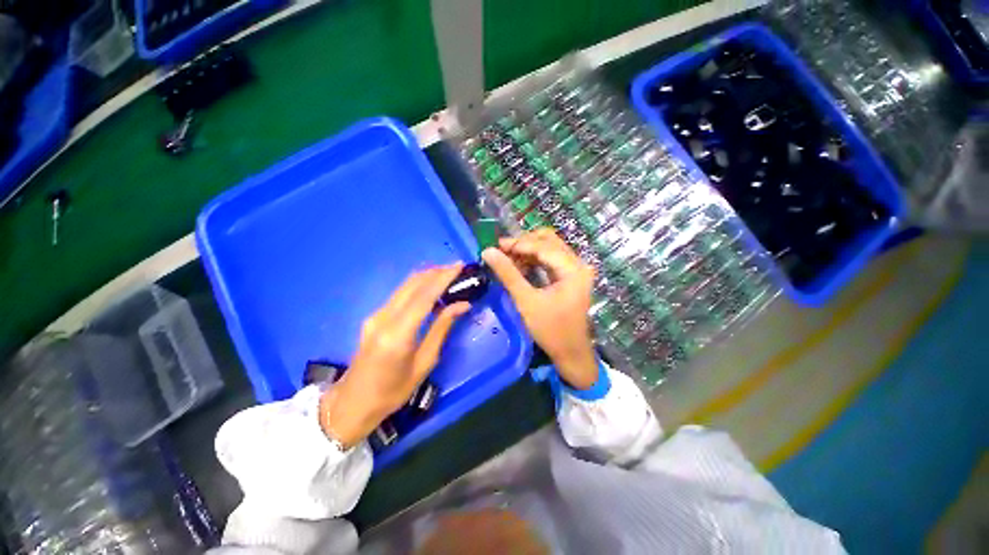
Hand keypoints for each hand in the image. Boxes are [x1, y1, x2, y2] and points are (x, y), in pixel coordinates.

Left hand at [320, 264, 469, 447]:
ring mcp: (375, 315)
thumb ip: (442, 328)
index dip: (443, 278)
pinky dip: (417, 286)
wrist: (352, 403)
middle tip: (457, 268)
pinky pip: (399, 294)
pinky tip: (430, 289)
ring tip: (448, 274)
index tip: (459, 266)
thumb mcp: (424, 362)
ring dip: (427, 276)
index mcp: (398, 334)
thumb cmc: (393, 391)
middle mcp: (383, 318)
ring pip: (405, 286)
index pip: (424, 296)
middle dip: (436, 272)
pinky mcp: (374, 316)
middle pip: (412, 284)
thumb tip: (462, 305)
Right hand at [482, 229, 598, 389]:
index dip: (519, 244)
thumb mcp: (526, 301)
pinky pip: (550, 260)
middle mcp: (578, 264)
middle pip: (549, 241)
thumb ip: (508, 274)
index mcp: (573, 269)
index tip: (496, 246)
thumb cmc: (551, 330)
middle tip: (502, 251)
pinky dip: (534, 260)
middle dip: (524, 244)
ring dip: (528, 251)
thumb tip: (488, 252)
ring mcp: (575, 270)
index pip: (543, 246)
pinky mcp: (570, 277)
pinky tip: (519, 266)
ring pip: (549, 249)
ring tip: (507, 259)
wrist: (571, 353)